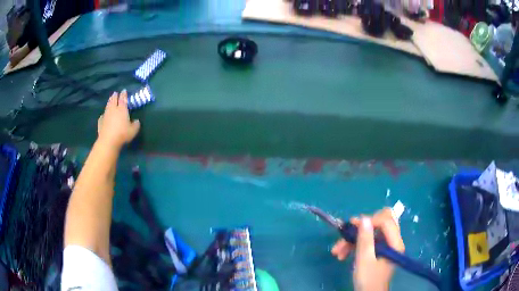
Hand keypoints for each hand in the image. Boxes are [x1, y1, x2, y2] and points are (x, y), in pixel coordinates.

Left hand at [97, 90, 140, 148]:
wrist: (108, 141)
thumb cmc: (122, 134)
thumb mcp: (133, 130)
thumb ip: (136, 125)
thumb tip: (136, 121)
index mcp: (122, 109)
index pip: (123, 99)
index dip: (124, 94)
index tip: (124, 90)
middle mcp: (113, 109)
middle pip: (113, 100)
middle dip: (115, 96)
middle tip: (115, 93)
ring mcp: (106, 115)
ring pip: (107, 106)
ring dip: (109, 102)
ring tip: (110, 100)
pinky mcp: (100, 122)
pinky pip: (102, 116)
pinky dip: (104, 114)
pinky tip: (103, 115)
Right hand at [331, 208, 404, 290]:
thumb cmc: (368, 279)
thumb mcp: (364, 260)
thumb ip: (365, 239)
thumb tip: (364, 218)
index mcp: (394, 243)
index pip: (386, 220)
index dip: (370, 220)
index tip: (353, 226)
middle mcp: (392, 241)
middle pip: (379, 223)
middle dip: (361, 228)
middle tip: (346, 234)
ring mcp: (385, 246)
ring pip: (370, 233)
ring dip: (353, 240)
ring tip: (337, 251)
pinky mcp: (378, 251)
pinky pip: (367, 242)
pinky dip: (354, 246)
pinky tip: (343, 254)